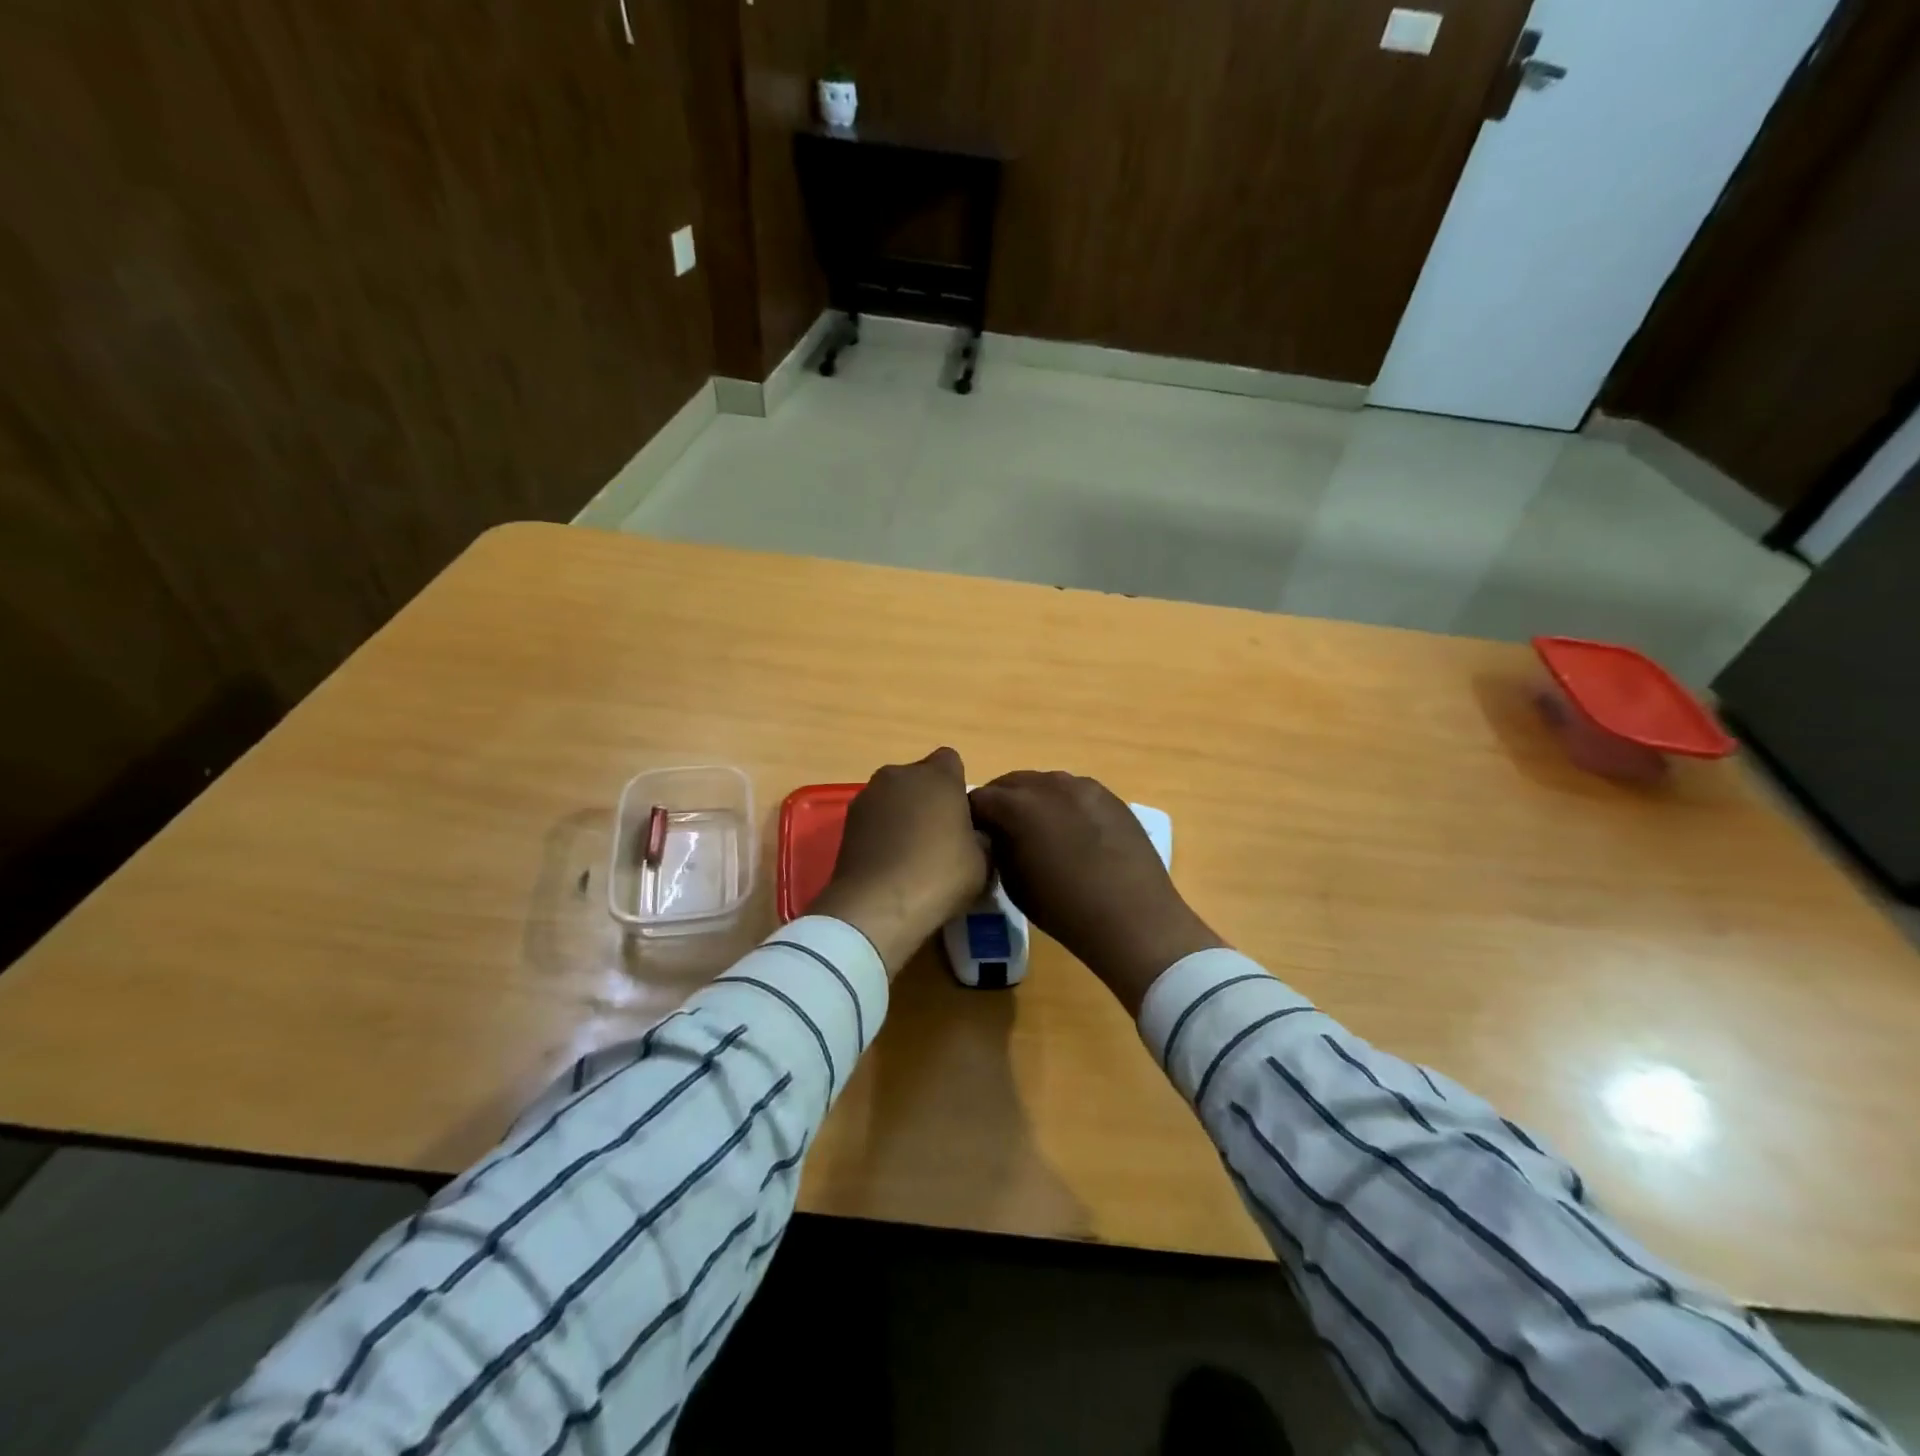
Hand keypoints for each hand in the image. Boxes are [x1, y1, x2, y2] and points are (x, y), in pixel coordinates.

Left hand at [811, 748, 989, 976]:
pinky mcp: (847, 821)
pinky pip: (874, 817)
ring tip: (910, 852)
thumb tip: (972, 833)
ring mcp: (868, 796)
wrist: (878, 906)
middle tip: (938, 836)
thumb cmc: (940, 875)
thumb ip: (980, 835)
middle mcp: (900, 775)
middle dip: (928, 798)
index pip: (951, 761)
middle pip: (918, 777)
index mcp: (938, 776)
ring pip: (893, 796)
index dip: (956, 786)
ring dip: (902, 814)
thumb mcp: (983, 861)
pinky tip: (888, 861)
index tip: (962, 816)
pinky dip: (881, 831)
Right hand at [969, 771, 1222, 1014]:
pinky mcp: (1110, 796)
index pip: (979, 798)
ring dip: (1032, 800)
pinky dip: (1063, 805)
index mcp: (1018, 805)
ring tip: (1037, 830)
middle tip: (1000, 830)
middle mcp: (1048, 785)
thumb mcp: (1013, 882)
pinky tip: (1071, 832)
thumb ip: (998, 848)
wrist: (1132, 918)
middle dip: (1000, 802)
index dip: (971, 816)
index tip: (972, 835)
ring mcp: (1083, 787)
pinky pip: (1075, 792)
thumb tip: (995, 835)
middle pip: (1011, 783)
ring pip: (1045, 784)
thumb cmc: (1064, 908)